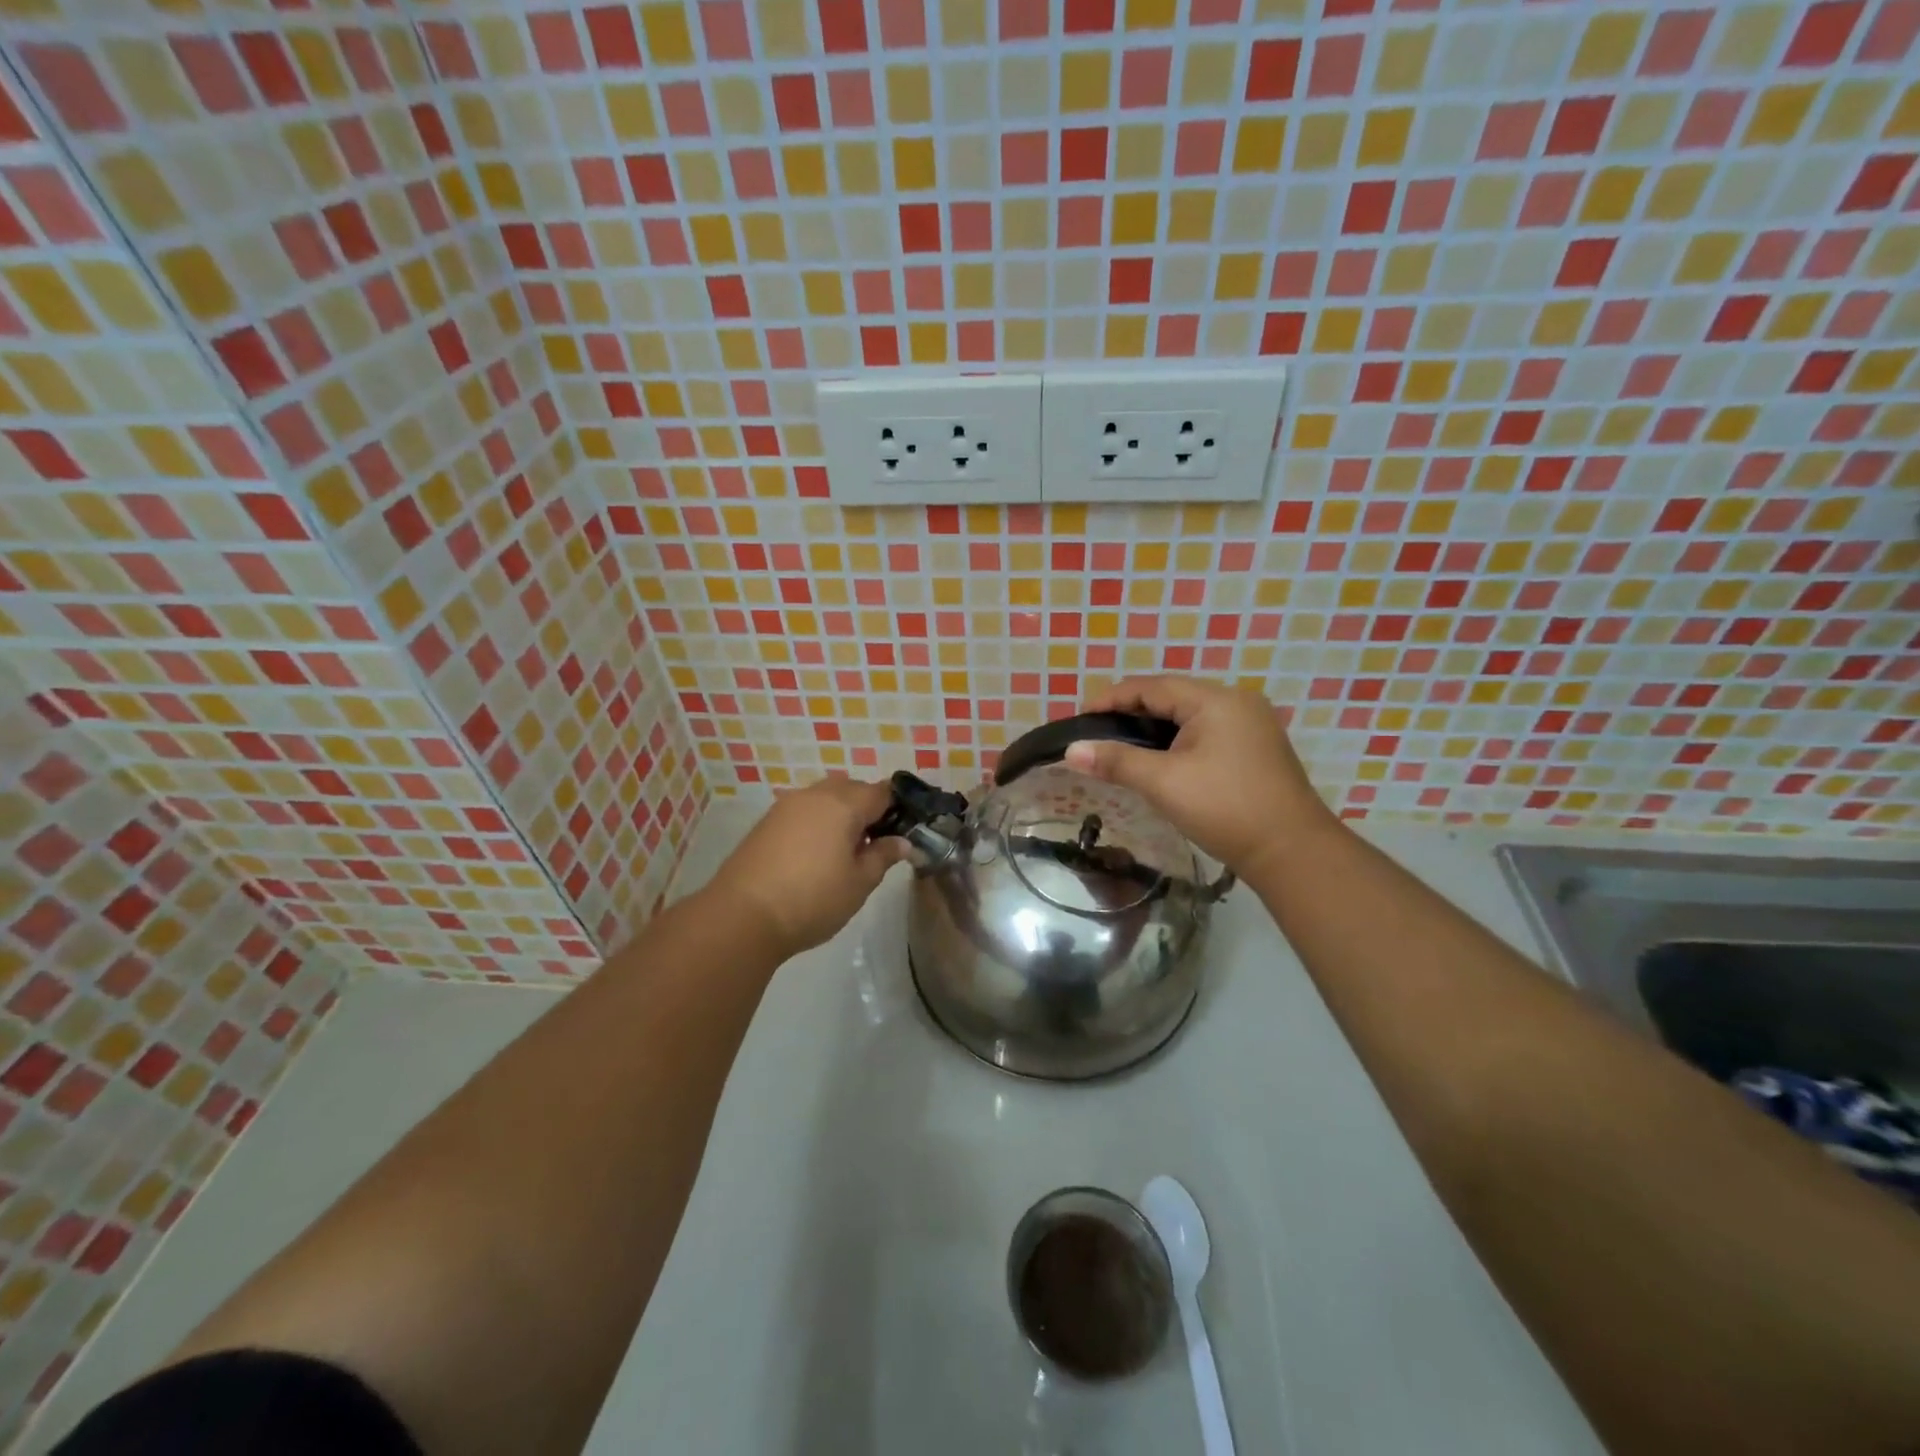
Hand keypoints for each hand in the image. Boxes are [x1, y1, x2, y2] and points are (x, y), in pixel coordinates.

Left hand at [707, 777, 908, 959]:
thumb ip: (883, 856)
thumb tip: (902, 842)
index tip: (904, 832)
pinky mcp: (766, 822)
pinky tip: (815, 856)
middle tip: (875, 845)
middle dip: (868, 809)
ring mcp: (786, 806)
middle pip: (852, 789)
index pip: (882, 791)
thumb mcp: (859, 883)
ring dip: (840, 815)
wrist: (742, 916)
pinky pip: (803, 811)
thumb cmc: (812, 899)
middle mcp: (815, 795)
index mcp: (843, 804)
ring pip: (825, 797)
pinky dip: (816, 823)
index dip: (898, 808)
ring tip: (844, 853)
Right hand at [1065, 676, 1333, 880]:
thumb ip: (1116, 761)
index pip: (1151, 686)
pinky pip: (1205, 732)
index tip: (1080, 719)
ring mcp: (1250, 725)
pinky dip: (1176, 741)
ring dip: (1152, 728)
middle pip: (1170, 696)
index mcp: (1215, 700)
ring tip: (1120, 748)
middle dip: (1129, 712)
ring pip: (1188, 716)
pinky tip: (1158, 761)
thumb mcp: (1164, 783)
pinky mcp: (1255, 748)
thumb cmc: (1225, 808)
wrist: (1292, 852)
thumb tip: (1071, 751)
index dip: (1111, 699)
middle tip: (1096, 735)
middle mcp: (1235, 702)